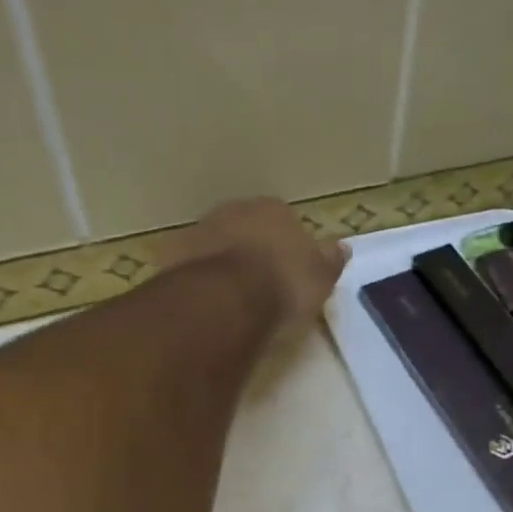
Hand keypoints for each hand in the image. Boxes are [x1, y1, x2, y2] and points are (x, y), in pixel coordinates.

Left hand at [161, 198, 346, 334]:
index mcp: (273, 209)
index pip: (284, 218)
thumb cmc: (283, 285)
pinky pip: (190, 265)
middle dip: (251, 246)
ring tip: (231, 295)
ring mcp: (199, 230)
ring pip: (215, 242)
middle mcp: (233, 210)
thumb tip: (341, 247)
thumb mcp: (321, 277)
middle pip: (245, 226)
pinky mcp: (171, 256)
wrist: (225, 301)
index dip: (287, 242)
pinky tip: (205, 301)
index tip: (289, 266)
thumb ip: (330, 259)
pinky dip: (197, 278)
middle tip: (260, 280)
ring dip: (222, 260)